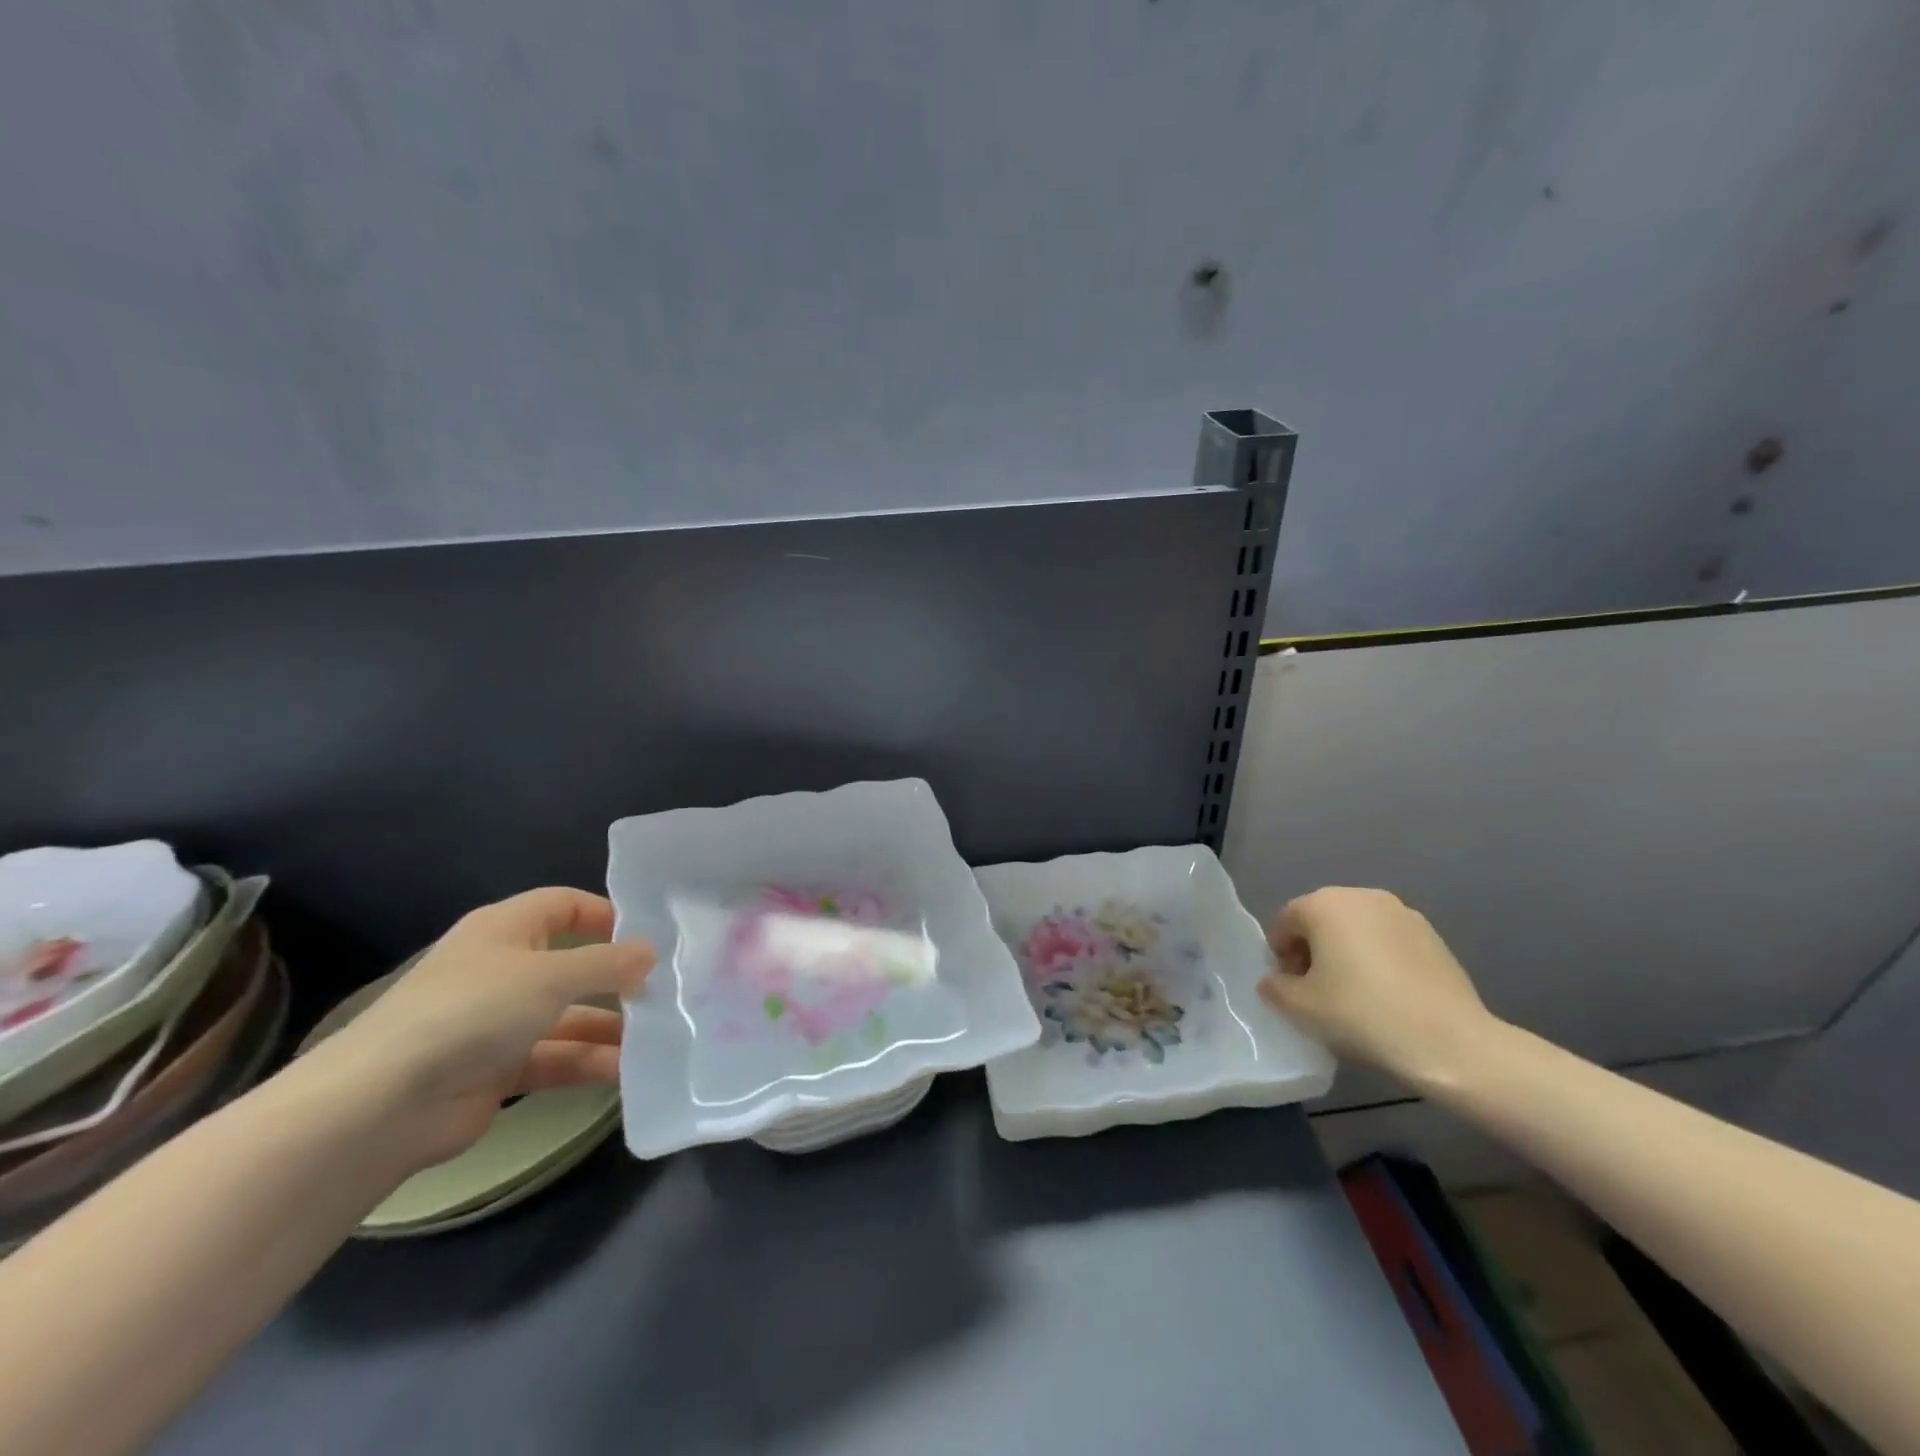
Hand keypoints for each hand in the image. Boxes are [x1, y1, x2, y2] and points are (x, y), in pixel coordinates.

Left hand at [299, 888, 654, 1172]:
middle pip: (571, 964)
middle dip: (616, 978)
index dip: (605, 913)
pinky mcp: (496, 1070)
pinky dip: (588, 1063)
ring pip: (568, 1016)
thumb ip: (607, 963)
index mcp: (504, 930)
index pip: (562, 905)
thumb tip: (651, 952)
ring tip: (659, 1036)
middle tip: (668, 989)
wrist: (382, 1106)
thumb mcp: (550, 976)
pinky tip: (628, 1073)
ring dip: (610, 1026)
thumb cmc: (472, 1012)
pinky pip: (555, 1058)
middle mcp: (502, 970)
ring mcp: (497, 1023)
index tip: (649, 933)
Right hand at [1257, 886, 1497, 1088]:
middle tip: (1319, 990)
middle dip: (1313, 949)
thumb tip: (1275, 981)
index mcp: (1324, 904)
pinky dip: (1378, 958)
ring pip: (1356, 928)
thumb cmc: (1363, 1015)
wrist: (1450, 1043)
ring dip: (1346, 952)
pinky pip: (1387, 940)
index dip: (1281, 955)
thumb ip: (1274, 987)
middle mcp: (1361, 896)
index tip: (1292, 988)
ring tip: (1355, 993)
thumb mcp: (1300, 1008)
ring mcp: (1402, 912)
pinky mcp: (1432, 934)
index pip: (1285, 922)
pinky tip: (1387, 993)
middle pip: (1321, 919)